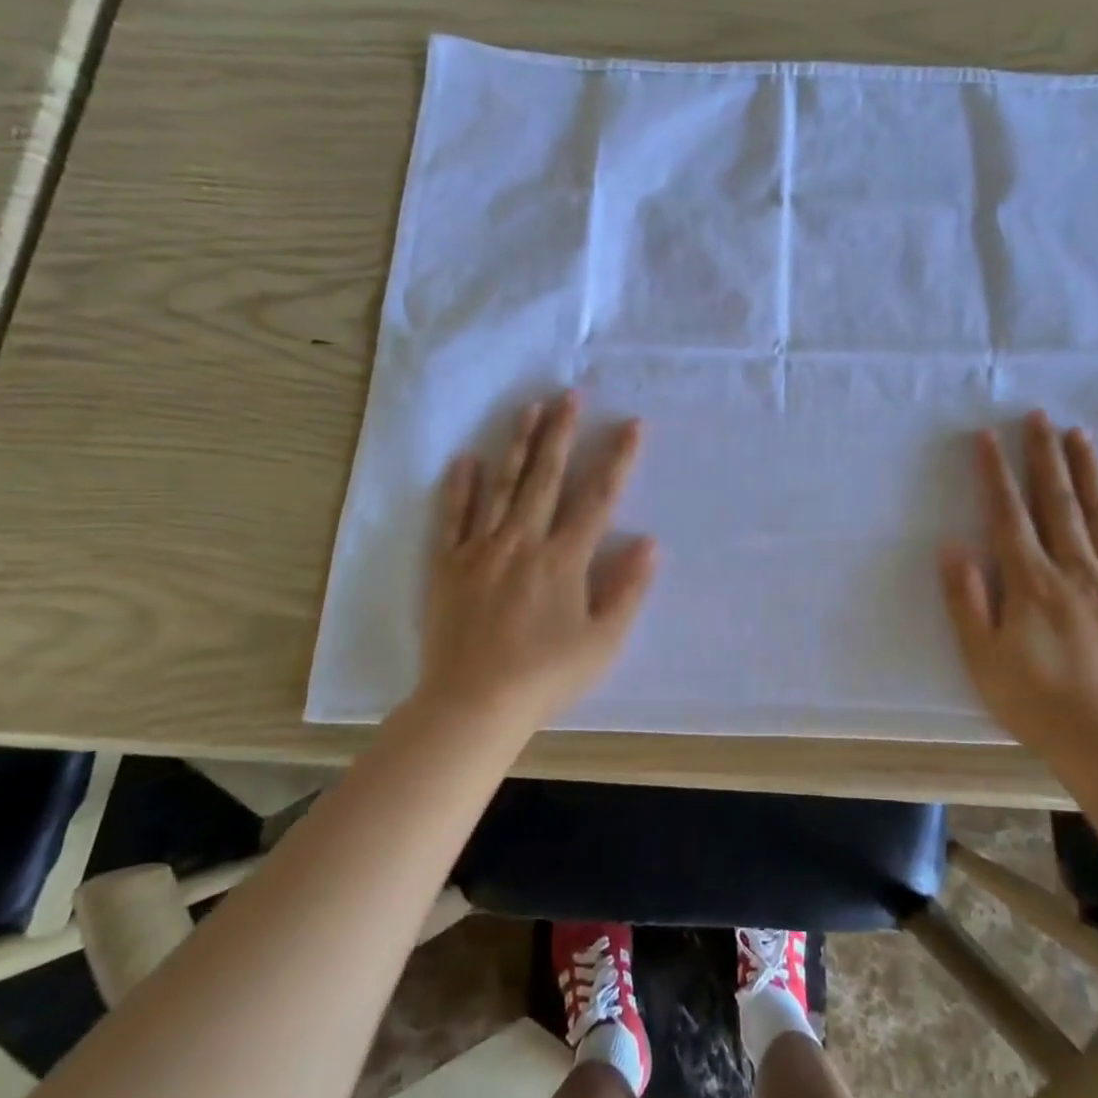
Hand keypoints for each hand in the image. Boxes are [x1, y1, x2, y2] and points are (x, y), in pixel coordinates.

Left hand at [413, 392, 655, 734]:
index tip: (631, 424)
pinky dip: (460, 487)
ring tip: (528, 408)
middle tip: (569, 394)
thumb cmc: (546, 676)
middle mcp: (522, 542)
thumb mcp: (602, 642)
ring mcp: (480, 550)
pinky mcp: (447, 566)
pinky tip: (464, 459)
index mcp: (563, 559)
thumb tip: (650, 543)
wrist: (473, 704)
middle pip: (545, 478)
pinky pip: (452, 518)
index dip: (617, 459)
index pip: (597, 498)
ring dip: (516, 444)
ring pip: (501, 486)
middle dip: (560, 433)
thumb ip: (627, 589)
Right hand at [940, 412, 1097, 761]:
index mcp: (1031, 583)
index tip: (989, 437)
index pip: (1009, 515)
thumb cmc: (1036, 702)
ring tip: (1080, 435)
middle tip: (1040, 416)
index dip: (996, 474)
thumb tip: (952, 548)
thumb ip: (966, 600)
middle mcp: (1076, 571)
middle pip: (1057, 503)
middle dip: (1045, 456)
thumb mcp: (982, 657)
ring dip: (1088, 472)